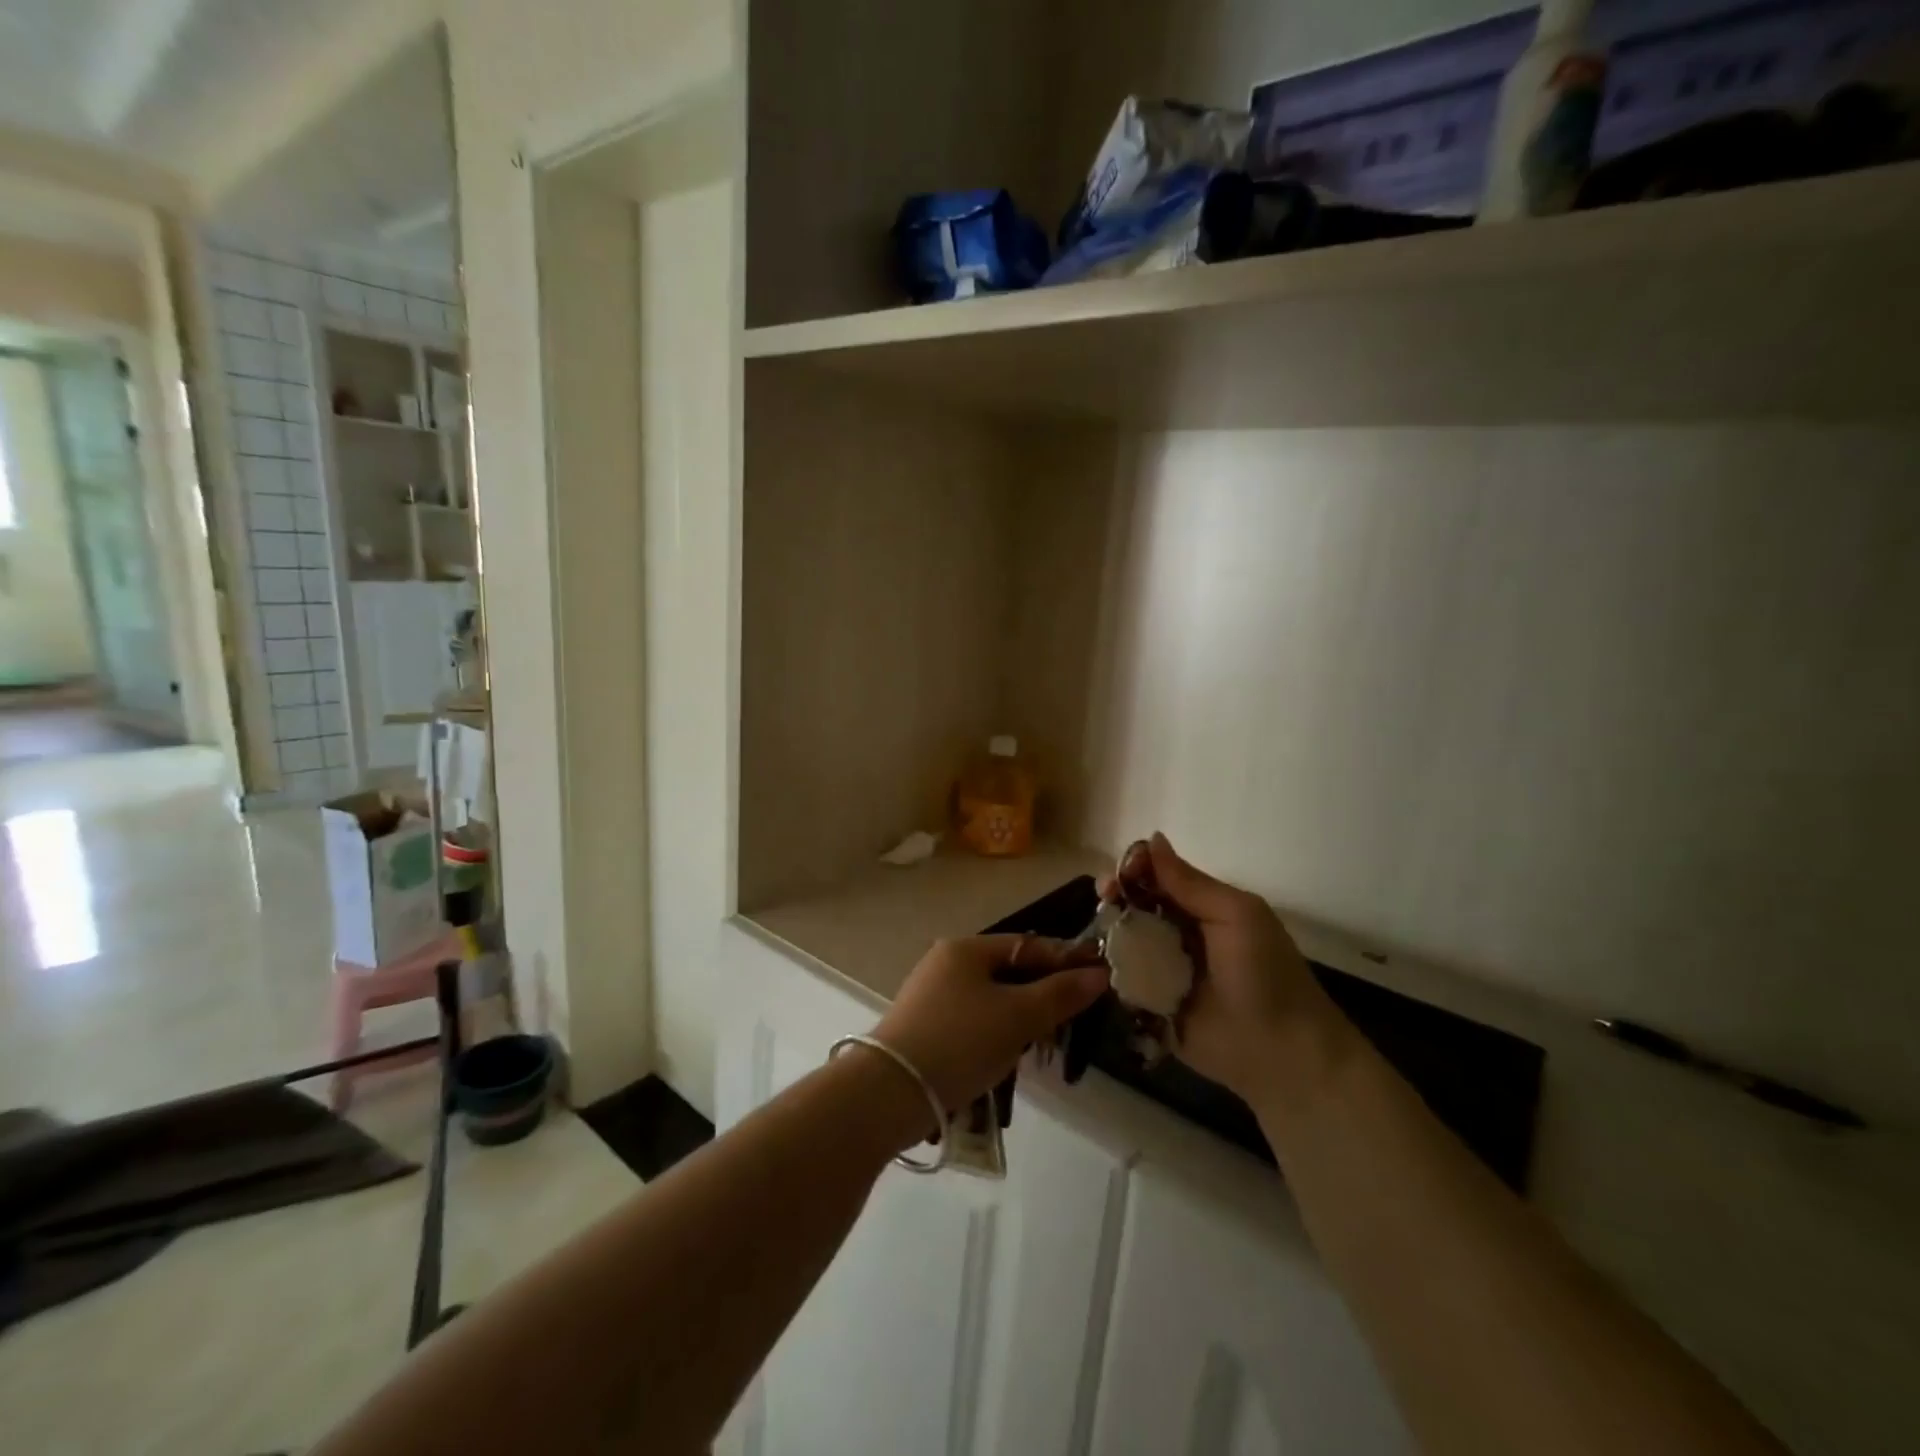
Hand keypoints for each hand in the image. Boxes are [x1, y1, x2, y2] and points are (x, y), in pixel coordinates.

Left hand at [872, 936, 1109, 1115]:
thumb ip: (1060, 994)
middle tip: (1076, 1015)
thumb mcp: (1018, 1016)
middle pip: (1009, 971)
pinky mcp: (925, 1027)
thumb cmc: (960, 1041)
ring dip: (1021, 1016)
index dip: (1065, 961)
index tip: (1099, 979)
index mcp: (966, 948)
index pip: (1028, 945)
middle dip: (1044, 992)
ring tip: (1046, 1041)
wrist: (891, 1091)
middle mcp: (946, 963)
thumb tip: (1098, 974)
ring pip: (992, 999)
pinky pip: (974, 1021)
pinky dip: (997, 1033)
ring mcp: (932, 995)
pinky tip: (1008, 1057)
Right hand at [1106, 834, 1353, 1109]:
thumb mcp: (1235, 915)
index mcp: (1202, 909)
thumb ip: (1190, 882)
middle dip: (1115, 897)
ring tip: (1096, 931)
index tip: (1117, 874)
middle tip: (1104, 898)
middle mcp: (1179, 935)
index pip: (1158, 878)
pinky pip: (1122, 981)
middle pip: (1135, 906)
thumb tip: (1152, 838)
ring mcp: (1162, 971)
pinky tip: (1091, 961)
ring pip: (1124, 941)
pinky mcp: (1150, 1006)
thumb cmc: (1265, 974)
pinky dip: (1107, 970)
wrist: (1281, 1054)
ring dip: (1108, 931)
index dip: (1134, 870)